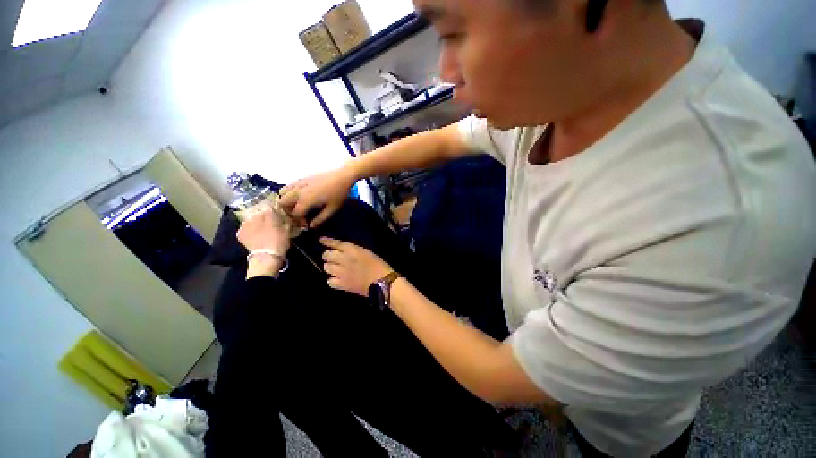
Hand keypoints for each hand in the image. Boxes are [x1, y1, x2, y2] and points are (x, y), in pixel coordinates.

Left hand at [237, 205, 290, 277]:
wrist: (266, 257)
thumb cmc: (280, 242)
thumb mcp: (288, 229)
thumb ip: (286, 220)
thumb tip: (286, 215)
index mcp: (268, 213)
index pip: (270, 205)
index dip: (274, 209)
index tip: (277, 213)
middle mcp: (254, 215)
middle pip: (259, 211)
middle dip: (263, 215)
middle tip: (269, 222)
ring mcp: (245, 224)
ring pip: (251, 219)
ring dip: (255, 221)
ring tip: (261, 229)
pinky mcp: (239, 233)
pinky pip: (245, 227)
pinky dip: (249, 229)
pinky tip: (254, 235)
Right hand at [278, 166, 357, 228]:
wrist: (343, 176)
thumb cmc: (339, 194)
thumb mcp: (332, 209)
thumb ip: (320, 219)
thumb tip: (310, 226)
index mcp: (306, 200)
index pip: (294, 213)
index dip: (299, 221)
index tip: (306, 223)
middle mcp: (298, 191)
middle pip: (283, 202)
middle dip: (288, 211)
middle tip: (299, 215)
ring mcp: (299, 183)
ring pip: (282, 193)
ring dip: (287, 201)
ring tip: (298, 206)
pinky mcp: (302, 178)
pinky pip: (289, 186)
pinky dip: (289, 192)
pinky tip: (300, 196)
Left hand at [320, 237, 393, 296]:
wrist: (382, 282)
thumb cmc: (379, 265)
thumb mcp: (367, 252)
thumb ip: (354, 250)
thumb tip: (343, 251)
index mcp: (352, 250)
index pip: (335, 243)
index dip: (326, 241)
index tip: (321, 239)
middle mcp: (344, 259)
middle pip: (326, 255)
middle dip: (328, 256)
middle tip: (333, 258)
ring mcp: (341, 273)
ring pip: (326, 267)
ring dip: (329, 267)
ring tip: (335, 268)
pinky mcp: (342, 285)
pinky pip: (329, 281)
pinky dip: (332, 279)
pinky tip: (337, 279)